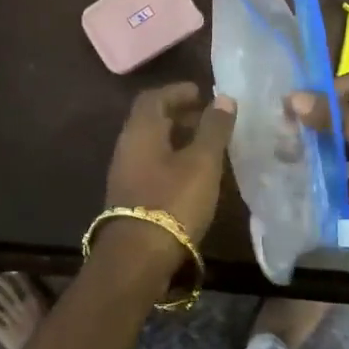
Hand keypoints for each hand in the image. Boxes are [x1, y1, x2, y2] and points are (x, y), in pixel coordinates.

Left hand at [102, 83, 236, 254]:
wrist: (137, 257)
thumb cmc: (173, 200)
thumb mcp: (202, 162)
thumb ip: (214, 129)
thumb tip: (223, 99)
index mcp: (141, 130)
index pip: (154, 97)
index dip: (178, 91)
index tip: (201, 93)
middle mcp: (127, 145)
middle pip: (151, 120)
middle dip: (179, 114)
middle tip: (208, 119)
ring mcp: (124, 172)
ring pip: (151, 144)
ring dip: (176, 139)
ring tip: (206, 146)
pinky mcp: (129, 195)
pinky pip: (151, 164)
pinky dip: (171, 159)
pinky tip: (192, 174)